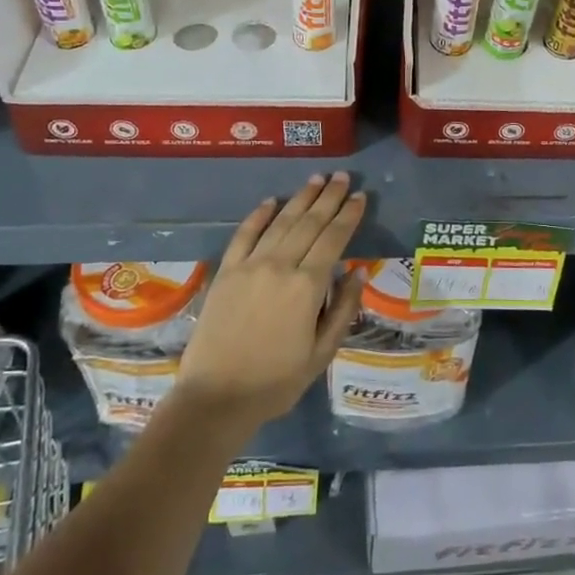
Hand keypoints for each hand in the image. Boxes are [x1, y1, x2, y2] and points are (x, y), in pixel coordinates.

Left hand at [173, 173, 366, 433]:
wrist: (215, 398)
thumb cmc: (276, 381)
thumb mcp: (322, 354)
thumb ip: (343, 310)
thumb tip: (358, 273)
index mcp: (307, 286)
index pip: (334, 239)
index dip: (348, 216)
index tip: (359, 196)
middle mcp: (280, 266)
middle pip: (309, 223)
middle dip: (328, 197)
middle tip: (341, 176)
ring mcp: (250, 266)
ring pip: (280, 222)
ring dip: (300, 198)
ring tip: (316, 179)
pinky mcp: (226, 272)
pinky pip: (244, 235)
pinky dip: (259, 215)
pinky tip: (271, 201)